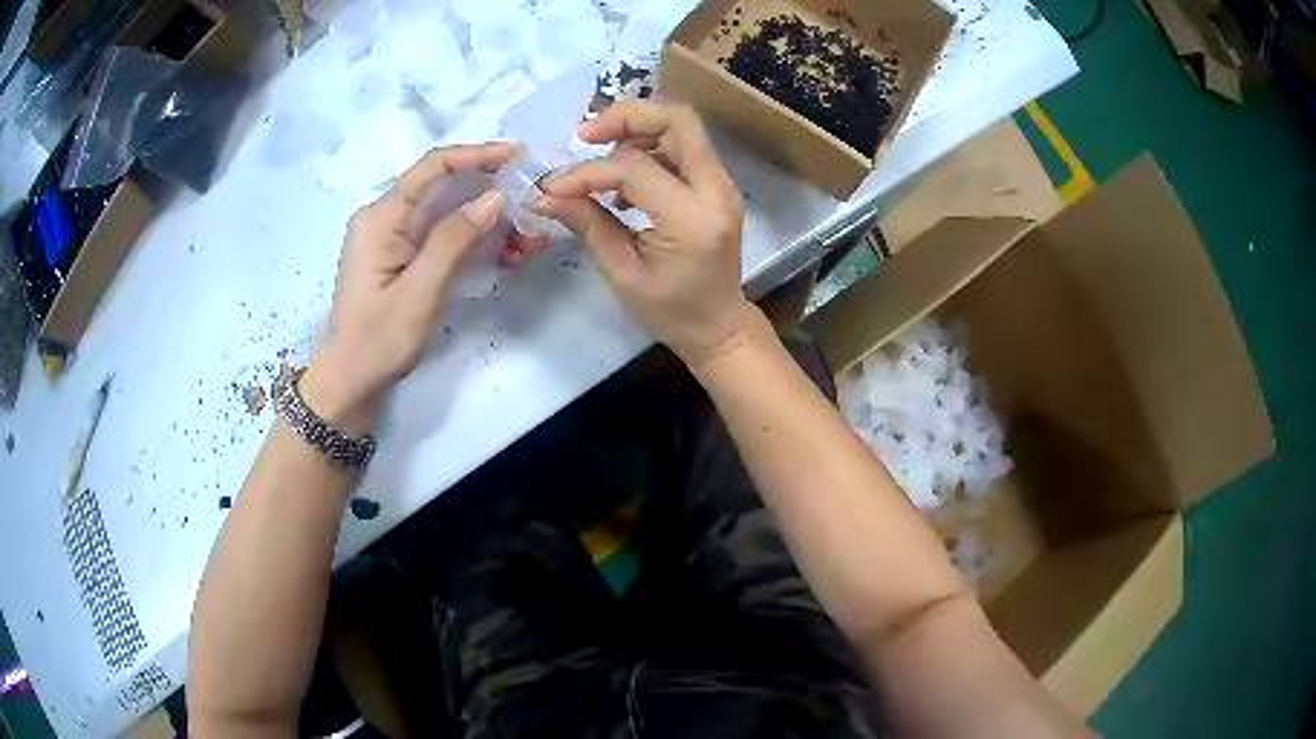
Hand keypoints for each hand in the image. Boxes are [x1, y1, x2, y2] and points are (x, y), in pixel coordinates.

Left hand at [301, 143, 545, 434]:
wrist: (351, 380)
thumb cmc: (379, 340)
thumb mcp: (420, 292)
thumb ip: (454, 240)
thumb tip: (496, 196)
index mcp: (382, 217)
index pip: (434, 166)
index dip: (479, 155)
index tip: (522, 157)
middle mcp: (386, 216)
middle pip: (446, 187)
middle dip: (494, 193)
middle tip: (537, 207)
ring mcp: (395, 236)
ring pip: (451, 212)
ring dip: (492, 222)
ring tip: (531, 241)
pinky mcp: (404, 254)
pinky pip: (446, 235)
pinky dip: (477, 241)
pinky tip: (508, 255)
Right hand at [536, 101, 754, 364]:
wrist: (720, 327)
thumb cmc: (671, 312)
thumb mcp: (623, 275)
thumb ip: (589, 225)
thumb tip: (547, 194)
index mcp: (692, 218)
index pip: (635, 168)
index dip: (589, 172)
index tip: (555, 188)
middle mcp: (716, 190)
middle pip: (676, 119)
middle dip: (626, 116)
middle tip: (586, 134)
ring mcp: (721, 184)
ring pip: (681, 127)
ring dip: (636, 131)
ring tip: (600, 161)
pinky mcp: (716, 186)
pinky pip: (682, 148)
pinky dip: (648, 149)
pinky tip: (624, 184)